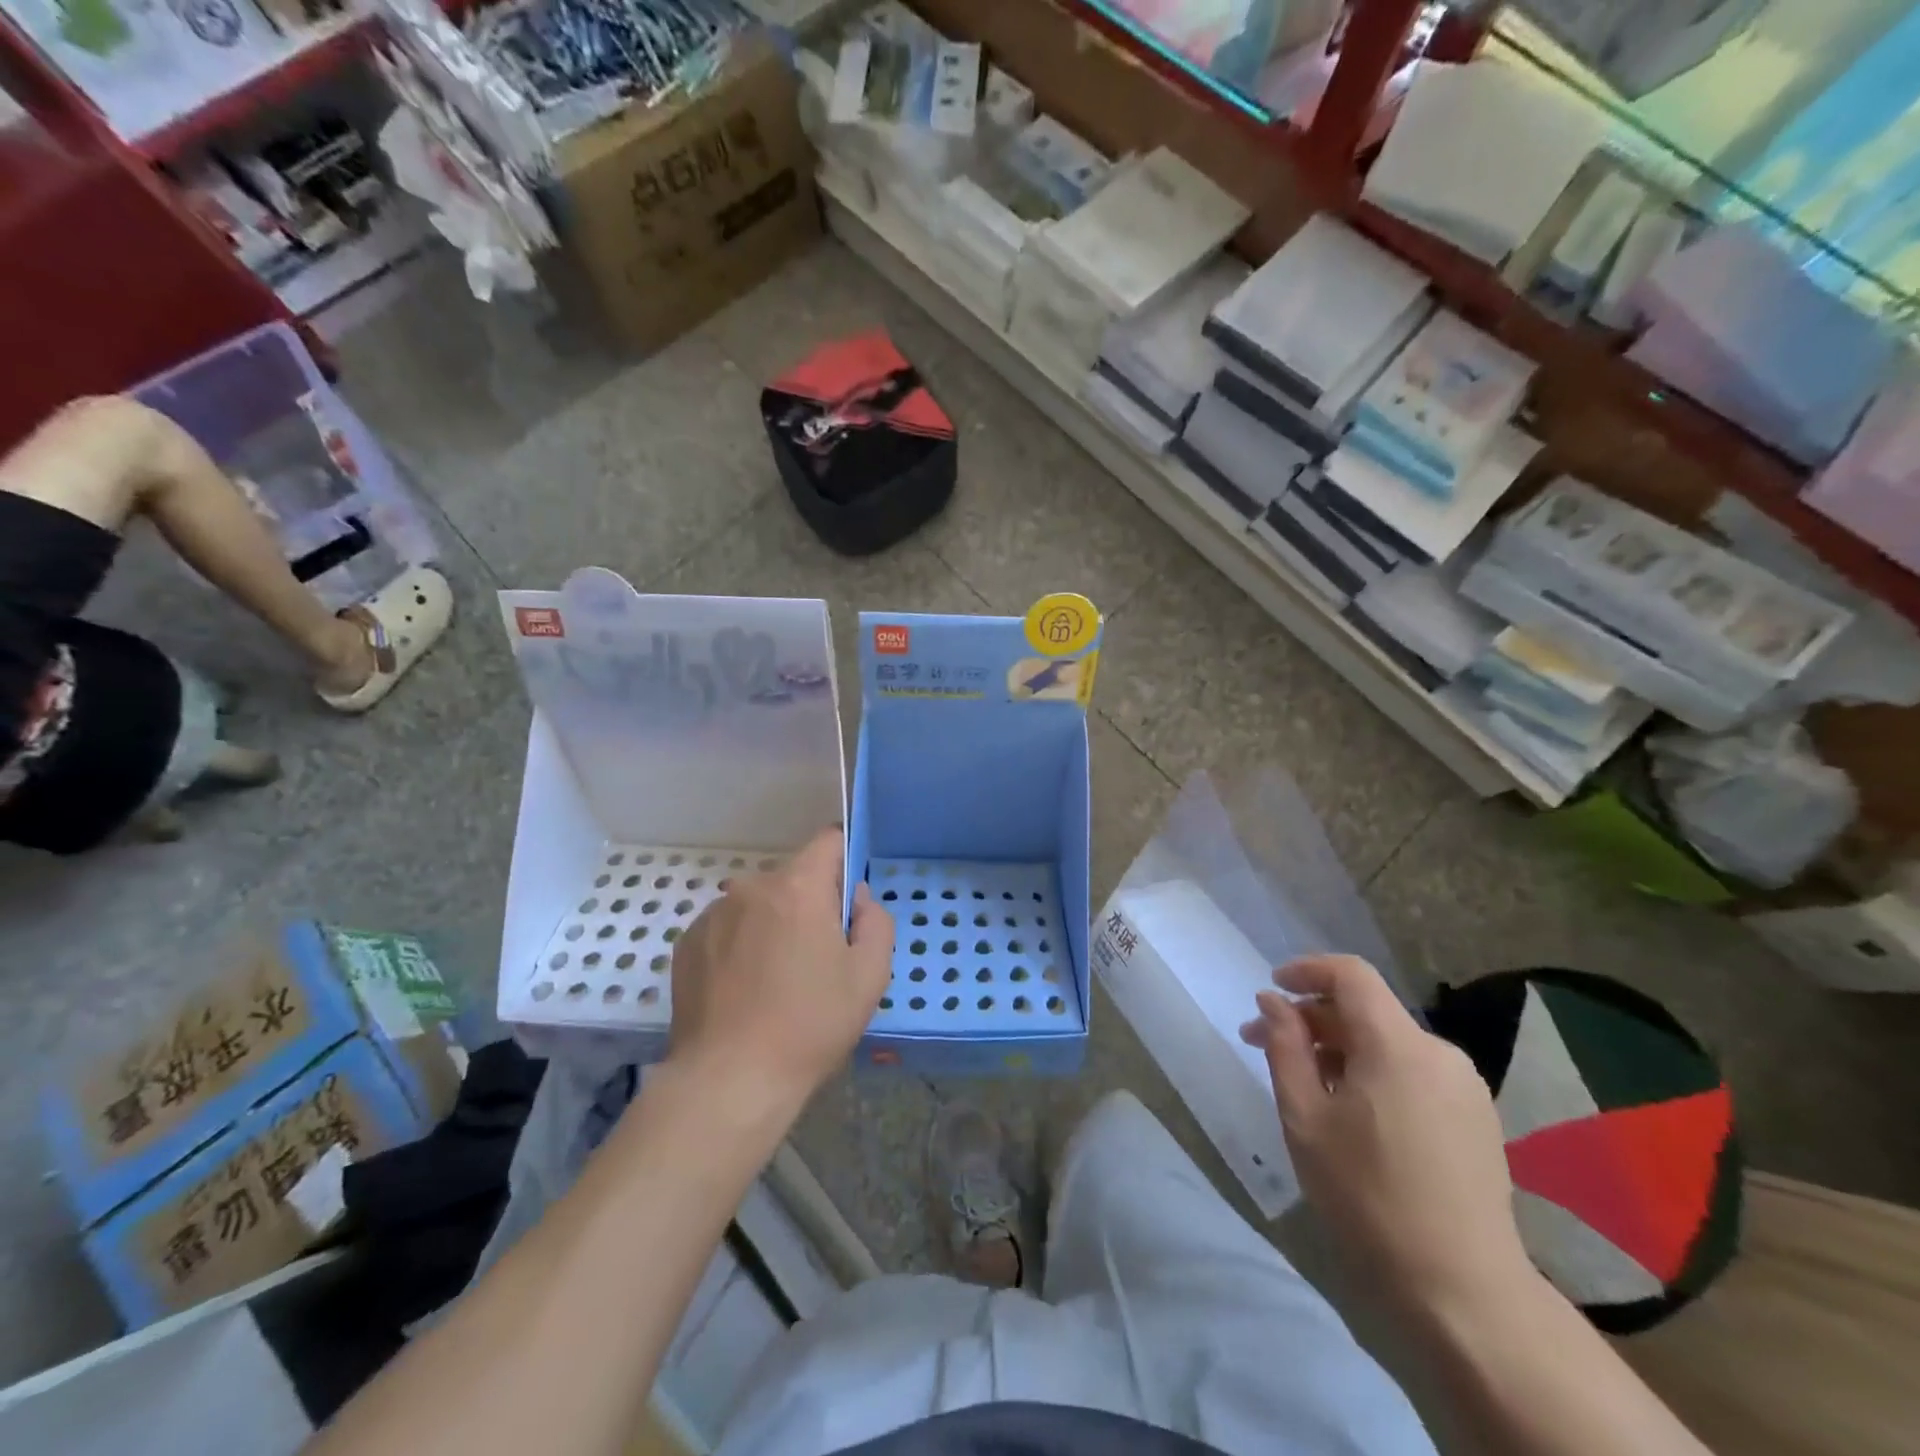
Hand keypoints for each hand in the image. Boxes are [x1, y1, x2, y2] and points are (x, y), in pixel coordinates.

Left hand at [667, 829, 893, 1113]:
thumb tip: (856, 899)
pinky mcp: (686, 944)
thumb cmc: (810, 1025)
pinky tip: (743, 991)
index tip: (848, 902)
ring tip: (775, 980)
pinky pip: (727, 928)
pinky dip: (740, 946)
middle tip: (818, 958)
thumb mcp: (869, 976)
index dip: (845, 862)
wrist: (729, 1080)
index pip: (828, 841)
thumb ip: (875, 922)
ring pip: (758, 904)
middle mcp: (750, 887)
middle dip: (810, 904)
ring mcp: (712, 915)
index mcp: (798, 887)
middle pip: (793, 878)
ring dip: (773, 925)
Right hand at [1241, 955, 1534, 1318]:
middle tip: (1263, 1045)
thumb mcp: (1305, 1116)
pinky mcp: (1475, 1117)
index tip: (1271, 988)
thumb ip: (1285, 1047)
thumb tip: (1272, 1001)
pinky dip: (1373, 1071)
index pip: (1350, 974)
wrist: (1463, 1290)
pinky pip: (1412, 1070)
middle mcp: (1438, 1052)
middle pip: (1366, 1010)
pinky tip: (1350, 1112)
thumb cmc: (1367, 1195)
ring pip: (1388, 1042)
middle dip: (1311, 1019)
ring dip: (1340, 1048)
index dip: (1306, 970)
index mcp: (1396, 1044)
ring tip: (1304, 1084)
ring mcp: (1463, 1086)